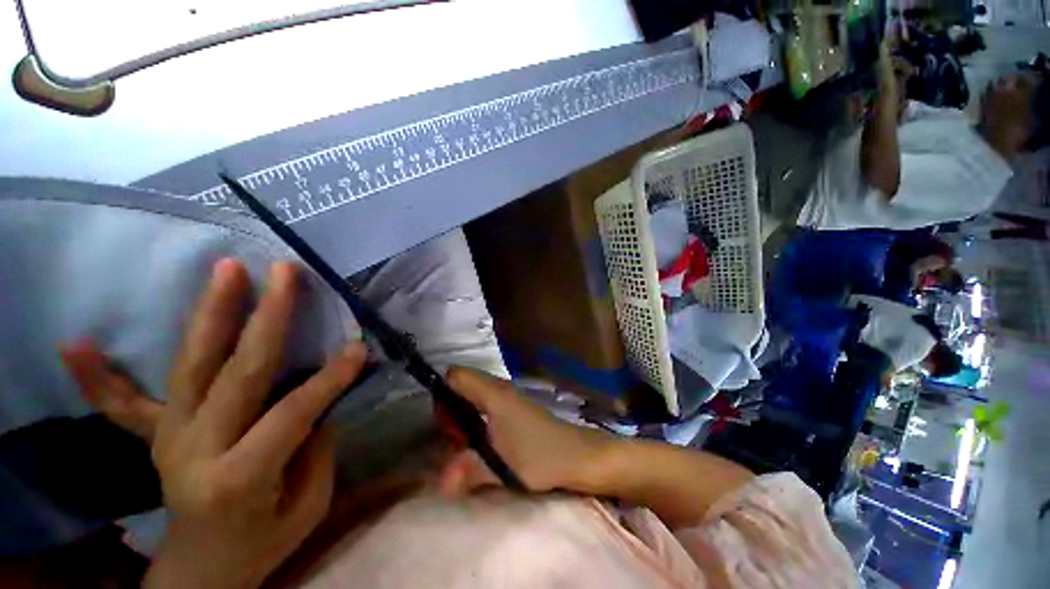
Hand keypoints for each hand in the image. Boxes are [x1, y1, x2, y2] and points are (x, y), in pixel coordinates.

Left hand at [60, 259, 366, 588]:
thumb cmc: (263, 543)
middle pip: (234, 373)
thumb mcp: (307, 506)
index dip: (329, 379)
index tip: (358, 347)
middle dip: (266, 318)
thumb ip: (315, 448)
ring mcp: (168, 439)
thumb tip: (321, 397)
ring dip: (209, 313)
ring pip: (190, 366)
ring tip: (226, 269)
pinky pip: (122, 406)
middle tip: (282, 273)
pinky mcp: (156, 436)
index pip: (292, 414)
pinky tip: (76, 344)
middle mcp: (195, 449)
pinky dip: (100, 377)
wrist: (202, 570)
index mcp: (239, 478)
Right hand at [437, 367, 615, 495]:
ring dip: (464, 414)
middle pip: (463, 383)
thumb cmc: (540, 456)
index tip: (445, 422)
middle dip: (451, 408)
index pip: (457, 375)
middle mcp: (500, 388)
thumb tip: (439, 483)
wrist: (577, 455)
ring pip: (475, 394)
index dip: (443, 392)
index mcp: (494, 394)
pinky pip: (486, 402)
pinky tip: (484, 441)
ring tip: (467, 443)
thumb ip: (468, 471)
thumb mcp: (502, 467)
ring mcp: (509, 396)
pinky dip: (477, 417)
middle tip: (456, 438)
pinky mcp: (515, 407)